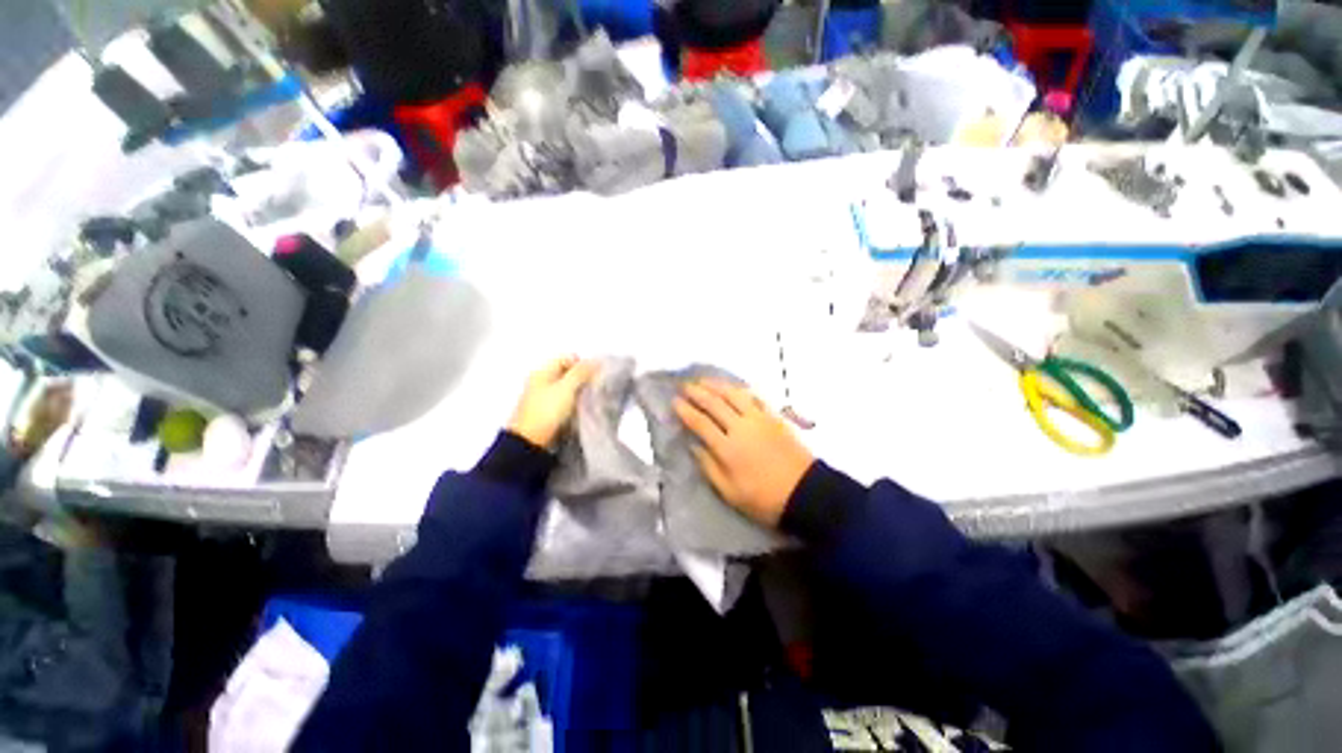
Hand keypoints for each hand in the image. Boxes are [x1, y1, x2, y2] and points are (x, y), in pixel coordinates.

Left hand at [507, 356, 598, 448]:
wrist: (530, 443)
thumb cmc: (547, 412)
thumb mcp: (567, 388)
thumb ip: (581, 372)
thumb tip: (595, 361)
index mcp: (542, 371)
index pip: (567, 358)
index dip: (582, 364)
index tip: (593, 377)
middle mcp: (541, 381)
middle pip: (567, 372)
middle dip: (582, 378)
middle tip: (592, 389)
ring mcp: (542, 397)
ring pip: (567, 387)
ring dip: (578, 392)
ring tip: (587, 401)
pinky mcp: (546, 412)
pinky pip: (564, 401)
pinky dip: (573, 403)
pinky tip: (579, 410)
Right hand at [674, 380, 813, 527]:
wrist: (805, 492)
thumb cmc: (763, 498)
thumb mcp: (729, 492)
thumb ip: (709, 466)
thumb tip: (693, 446)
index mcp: (727, 448)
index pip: (700, 423)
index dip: (686, 411)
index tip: (674, 402)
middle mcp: (740, 427)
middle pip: (715, 404)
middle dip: (697, 392)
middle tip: (684, 385)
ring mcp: (759, 419)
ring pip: (734, 395)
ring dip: (717, 385)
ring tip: (704, 380)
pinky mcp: (774, 417)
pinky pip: (754, 397)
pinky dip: (740, 389)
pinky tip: (733, 387)